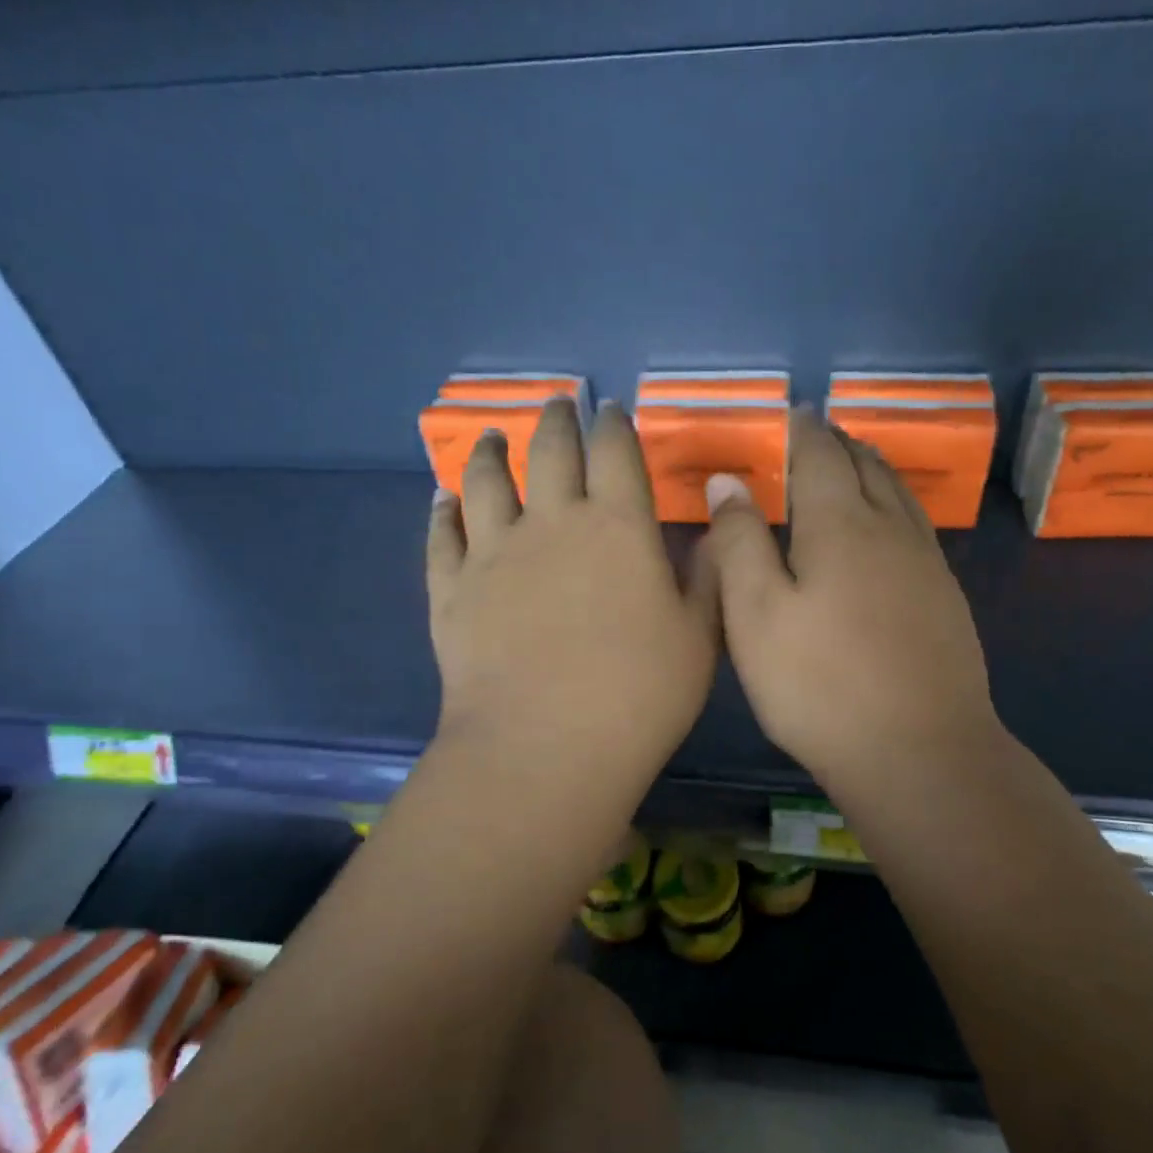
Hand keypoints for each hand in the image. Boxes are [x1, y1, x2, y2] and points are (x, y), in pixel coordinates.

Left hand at [427, 399, 718, 804]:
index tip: (612, 410)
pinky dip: (443, 510)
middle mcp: (553, 522)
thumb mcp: (699, 637)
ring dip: (491, 451)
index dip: (615, 424)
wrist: (546, 747)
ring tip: (493, 436)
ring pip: (487, 481)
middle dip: (556, 420)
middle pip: (550, 450)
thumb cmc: (638, 694)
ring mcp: (494, 552)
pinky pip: (442, 534)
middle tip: (557, 405)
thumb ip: (706, 576)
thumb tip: (710, 530)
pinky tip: (444, 498)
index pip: (616, 452)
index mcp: (618, 526)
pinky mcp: (452, 588)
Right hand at [704, 407, 1001, 801]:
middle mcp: (890, 530)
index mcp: (839, 525)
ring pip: (899, 495)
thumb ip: (739, 543)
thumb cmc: (818, 685)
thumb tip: (729, 481)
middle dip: (840, 443)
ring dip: (874, 468)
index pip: (821, 457)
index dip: (804, 432)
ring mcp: (926, 565)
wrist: (918, 751)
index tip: (795, 413)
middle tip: (821, 432)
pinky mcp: (946, 599)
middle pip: (867, 467)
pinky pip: (918, 527)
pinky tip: (891, 526)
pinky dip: (897, 505)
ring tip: (857, 461)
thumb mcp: (754, 614)